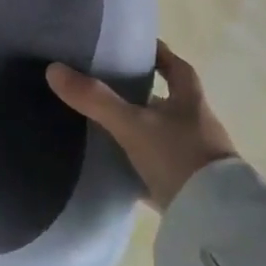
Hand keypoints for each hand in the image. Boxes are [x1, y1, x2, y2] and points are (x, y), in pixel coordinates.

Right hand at [46, 41, 235, 208]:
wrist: (212, 219)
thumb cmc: (179, 157)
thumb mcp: (132, 124)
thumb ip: (95, 99)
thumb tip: (53, 69)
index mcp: (190, 101)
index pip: (176, 67)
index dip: (159, 54)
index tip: (135, 47)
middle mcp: (195, 124)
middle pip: (167, 100)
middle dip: (142, 92)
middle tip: (106, 84)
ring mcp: (193, 156)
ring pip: (160, 133)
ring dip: (138, 127)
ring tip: (102, 122)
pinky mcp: (185, 185)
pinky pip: (156, 166)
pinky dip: (137, 162)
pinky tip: (114, 164)